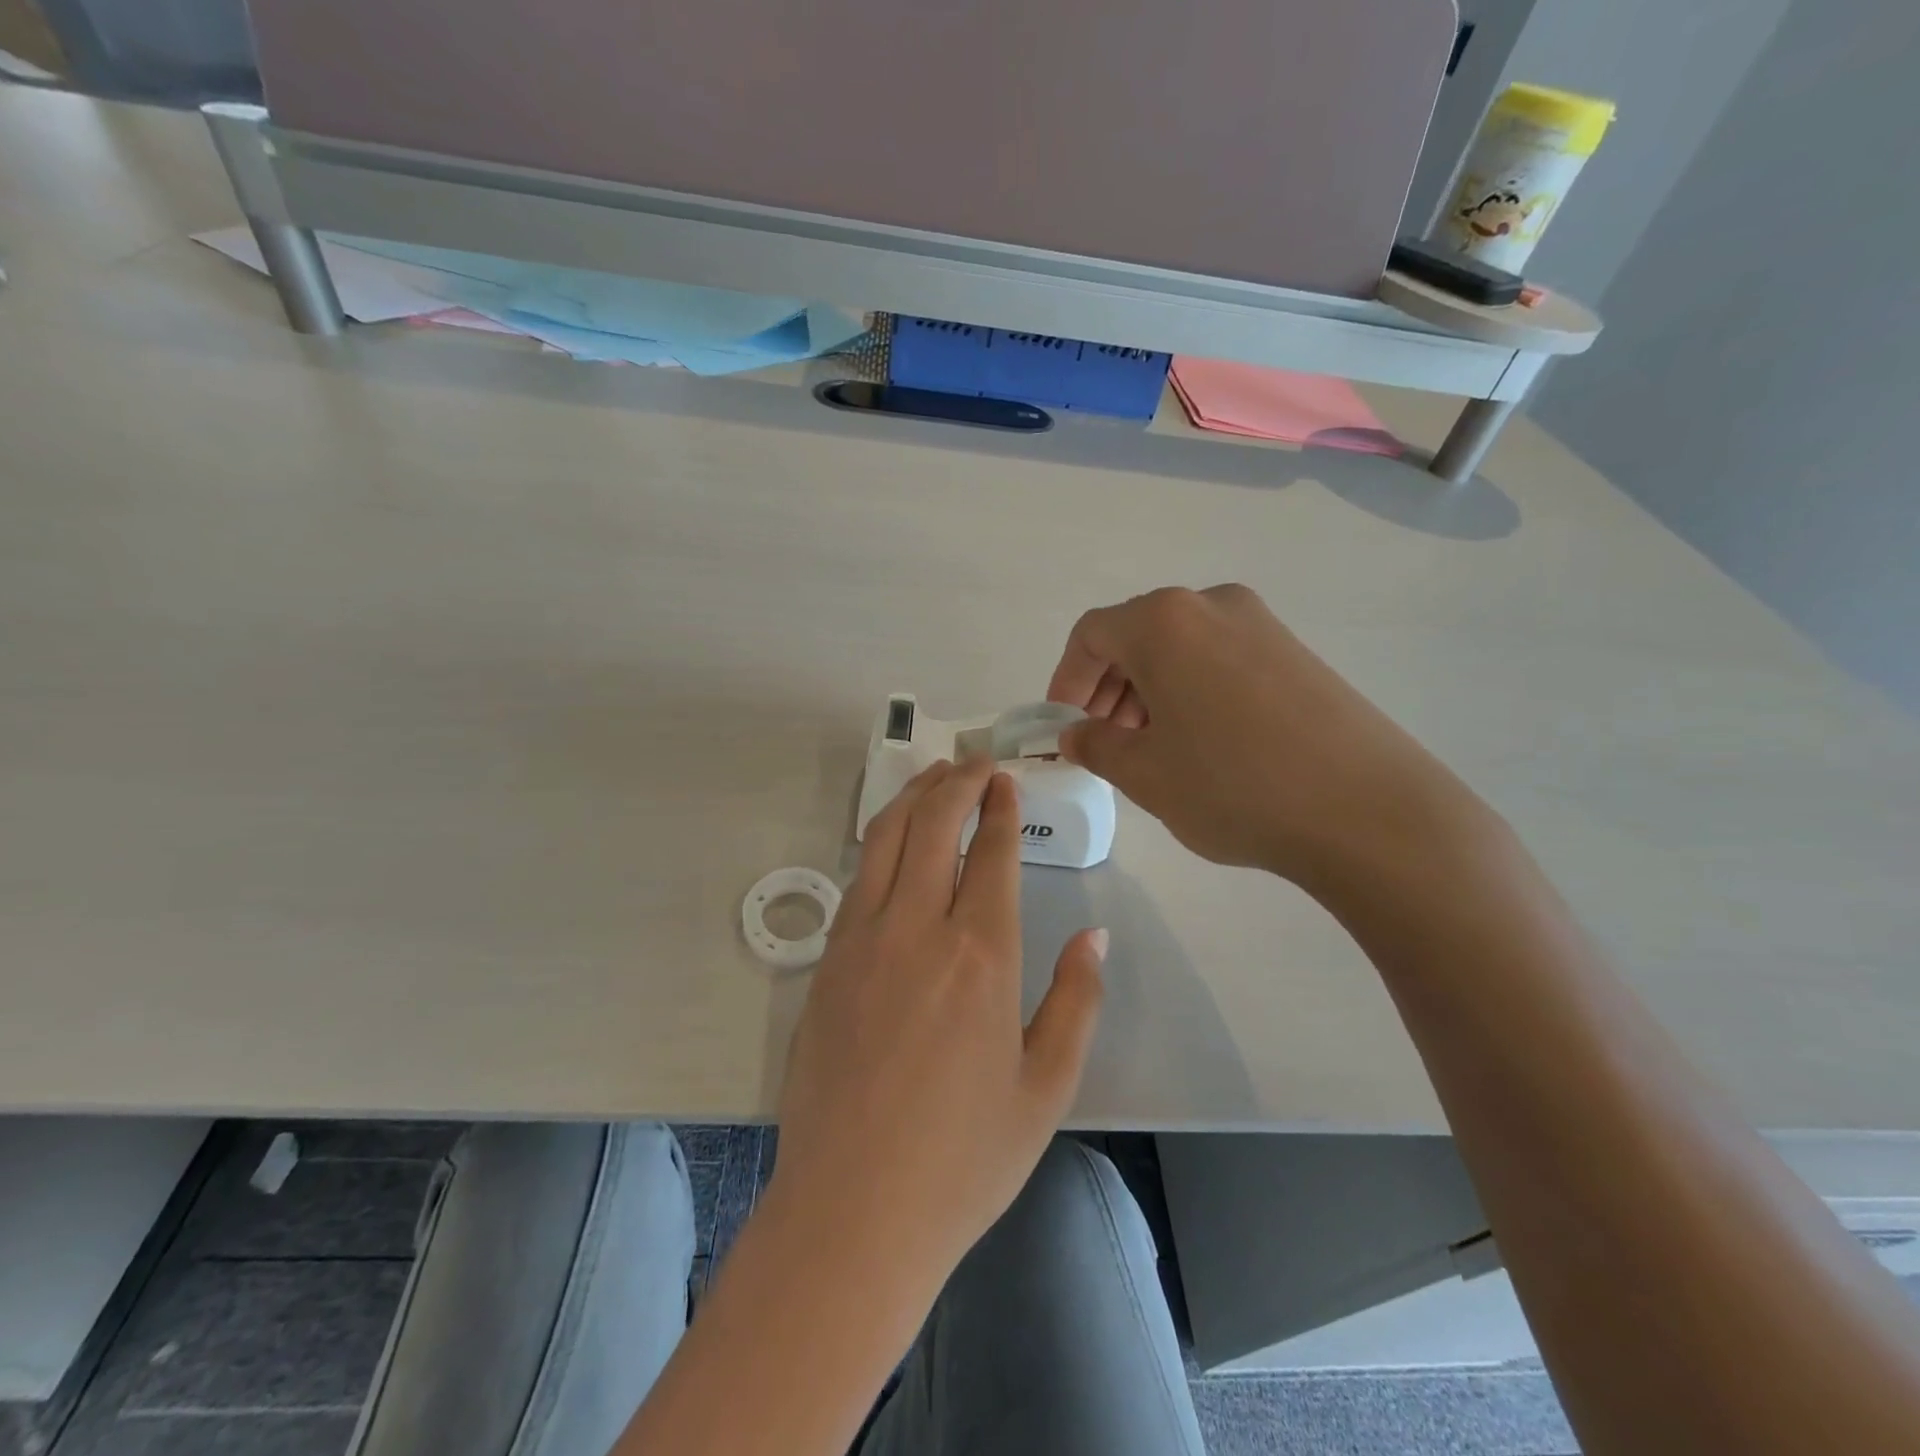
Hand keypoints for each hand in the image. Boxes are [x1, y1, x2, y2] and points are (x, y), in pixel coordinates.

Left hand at [768, 757, 1106, 1287]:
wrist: (852, 1213)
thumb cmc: (963, 1159)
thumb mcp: (1045, 1088)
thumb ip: (1075, 1003)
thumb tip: (1094, 938)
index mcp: (981, 955)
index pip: (991, 851)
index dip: (999, 807)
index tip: (1006, 780)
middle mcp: (917, 929)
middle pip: (933, 824)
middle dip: (956, 781)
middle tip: (974, 760)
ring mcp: (861, 940)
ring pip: (885, 839)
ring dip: (912, 797)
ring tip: (933, 776)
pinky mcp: (827, 962)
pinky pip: (858, 880)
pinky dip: (880, 843)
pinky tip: (894, 844)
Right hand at [1048, 584, 1486, 890]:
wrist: (1369, 812)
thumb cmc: (1235, 786)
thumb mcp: (1145, 774)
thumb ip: (1095, 747)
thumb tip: (1075, 735)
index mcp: (1165, 622)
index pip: (1091, 635)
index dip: (1066, 681)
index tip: (1064, 728)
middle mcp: (1212, 605)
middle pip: (1136, 636)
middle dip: (1108, 689)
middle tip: (1106, 743)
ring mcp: (1262, 625)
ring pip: (1179, 649)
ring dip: (1148, 692)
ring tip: (1152, 749)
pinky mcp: (1296, 652)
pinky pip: (1220, 659)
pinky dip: (1191, 692)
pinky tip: (1203, 744)